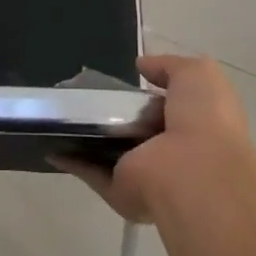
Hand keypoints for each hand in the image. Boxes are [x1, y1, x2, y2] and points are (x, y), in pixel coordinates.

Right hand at [54, 53, 255, 222]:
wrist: (195, 173)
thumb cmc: (204, 119)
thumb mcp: (198, 75)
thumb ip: (169, 66)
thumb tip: (142, 65)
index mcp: (194, 126)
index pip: (167, 108)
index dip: (146, 94)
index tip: (121, 80)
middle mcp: (170, 152)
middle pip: (134, 130)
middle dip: (112, 114)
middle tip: (83, 93)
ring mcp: (144, 175)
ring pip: (110, 153)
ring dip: (88, 137)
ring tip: (59, 113)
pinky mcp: (119, 191)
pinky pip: (91, 173)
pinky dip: (71, 161)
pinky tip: (51, 143)